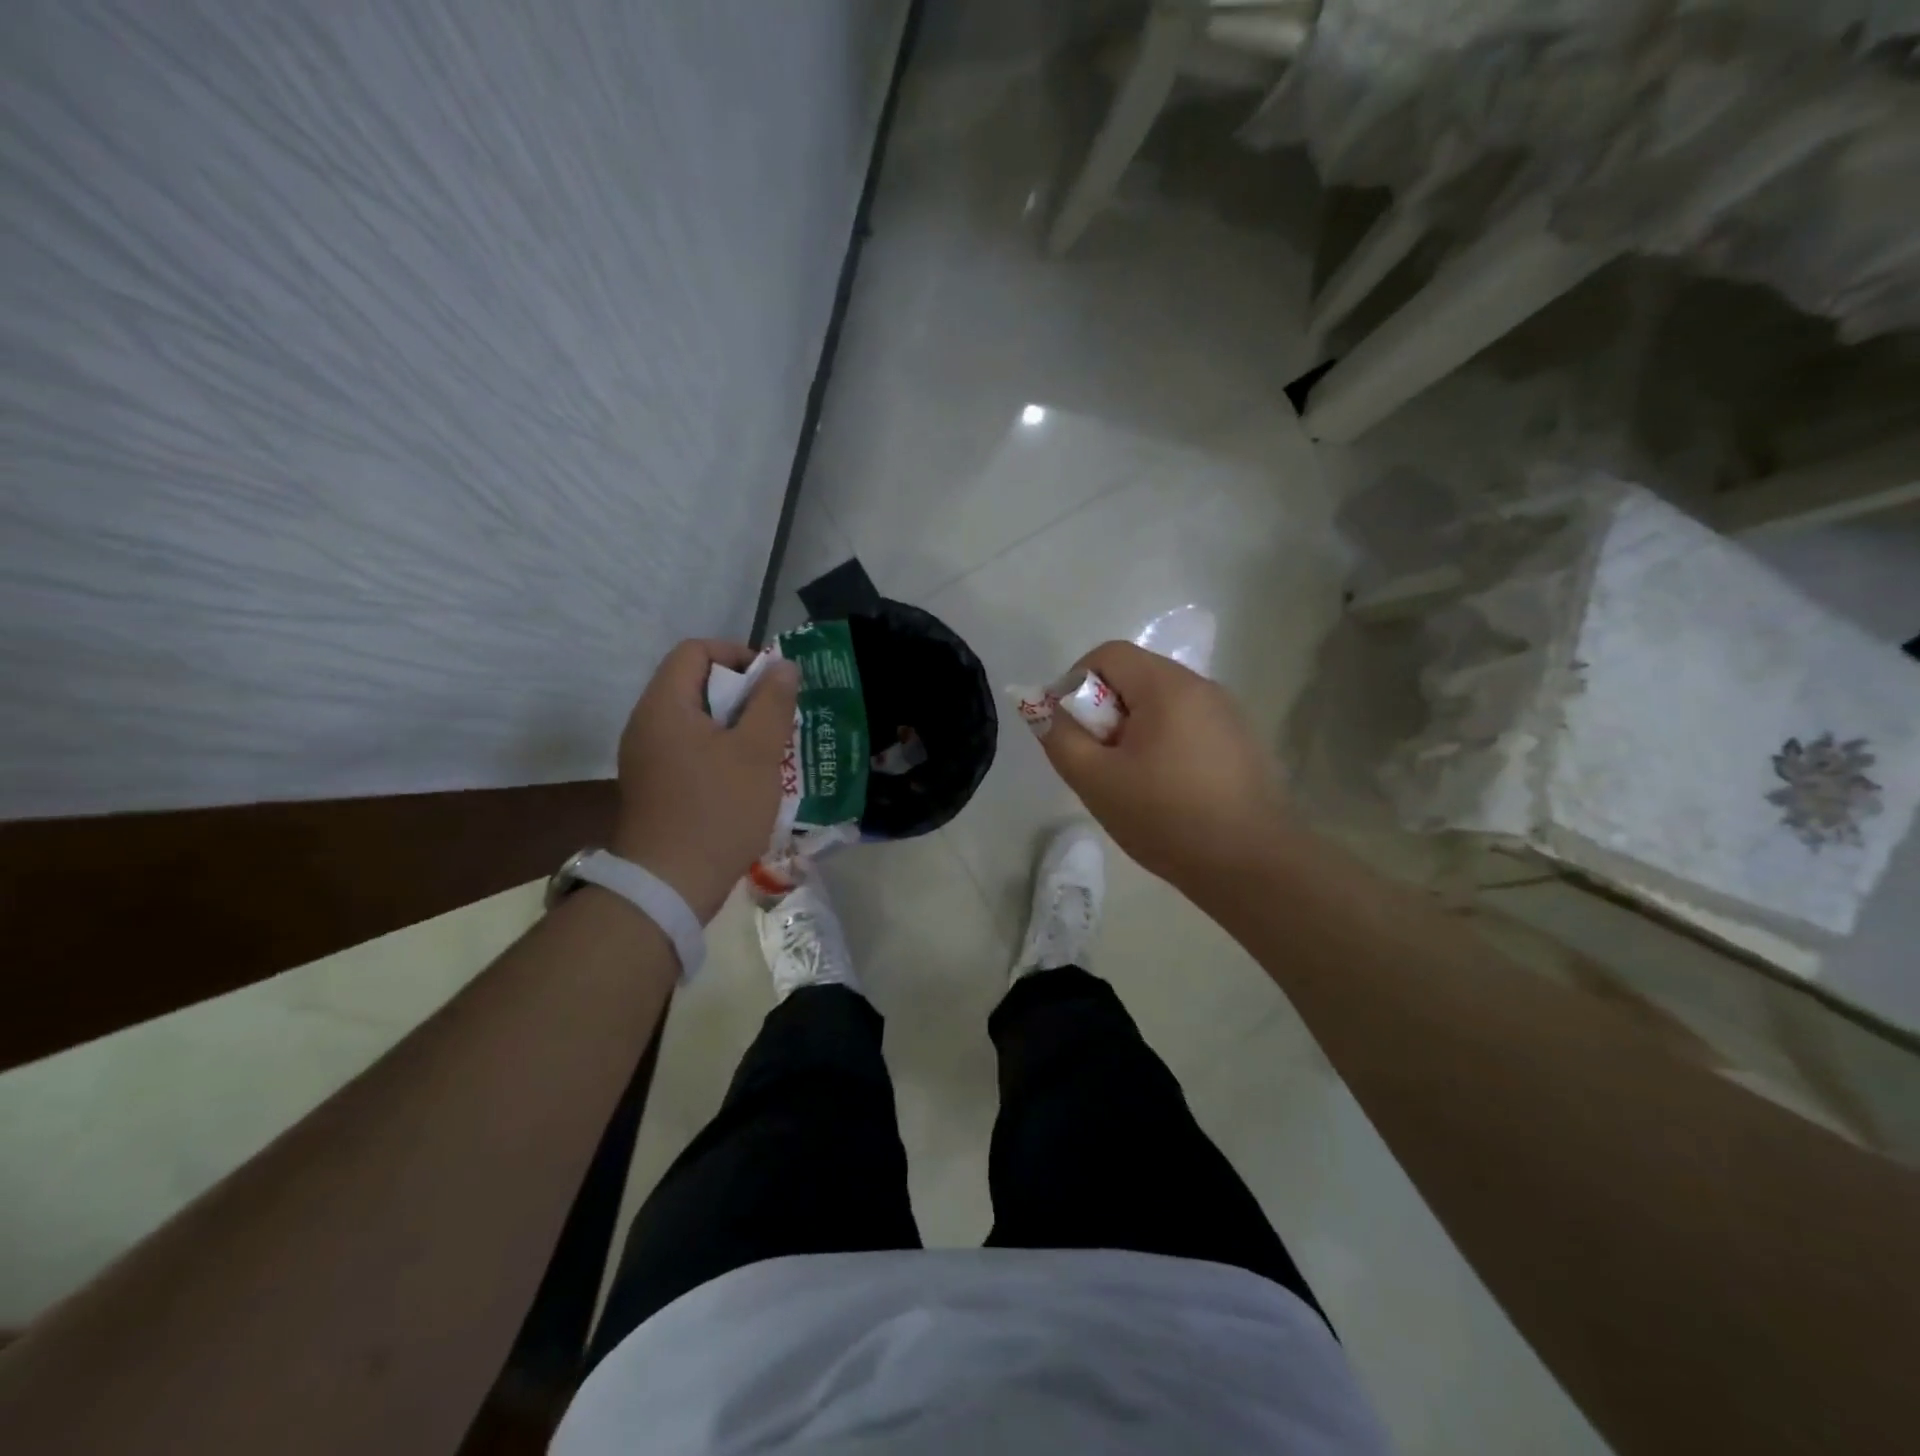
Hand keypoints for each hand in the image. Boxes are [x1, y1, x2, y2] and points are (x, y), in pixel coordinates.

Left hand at [612, 639, 798, 921]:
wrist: (669, 886)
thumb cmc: (717, 810)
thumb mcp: (757, 752)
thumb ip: (772, 702)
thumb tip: (783, 666)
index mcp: (664, 706)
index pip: (695, 651)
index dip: (737, 654)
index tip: (771, 683)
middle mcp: (646, 724)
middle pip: (695, 684)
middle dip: (742, 694)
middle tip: (776, 720)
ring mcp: (645, 758)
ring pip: (696, 720)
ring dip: (735, 726)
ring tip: (768, 751)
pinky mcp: (653, 786)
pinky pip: (688, 750)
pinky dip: (719, 751)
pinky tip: (746, 779)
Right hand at [1038, 640, 1287, 890]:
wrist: (1253, 866)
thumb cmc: (1167, 818)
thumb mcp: (1096, 781)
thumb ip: (1060, 737)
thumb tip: (1042, 708)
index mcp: (1167, 686)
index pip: (1108, 654)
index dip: (1076, 682)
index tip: (1072, 730)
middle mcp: (1202, 687)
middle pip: (1136, 677)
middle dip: (1105, 711)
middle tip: (1100, 761)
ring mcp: (1228, 713)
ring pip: (1162, 703)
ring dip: (1134, 729)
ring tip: (1132, 780)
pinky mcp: (1242, 741)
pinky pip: (1188, 725)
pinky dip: (1165, 743)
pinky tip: (1168, 791)